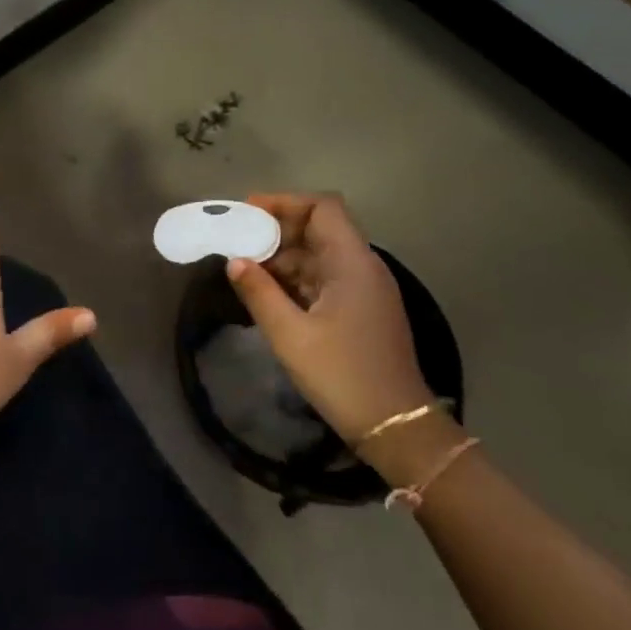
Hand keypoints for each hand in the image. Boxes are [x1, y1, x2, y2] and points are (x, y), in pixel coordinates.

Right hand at [225, 193, 432, 446]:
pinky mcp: (361, 310)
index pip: (323, 208)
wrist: (396, 427)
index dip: (284, 202)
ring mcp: (364, 290)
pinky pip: (324, 279)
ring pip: (319, 255)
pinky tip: (267, 294)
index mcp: (352, 263)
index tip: (246, 213)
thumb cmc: (342, 375)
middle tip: (236, 243)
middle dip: (276, 231)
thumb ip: (259, 293)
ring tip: (244, 270)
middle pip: (319, 229)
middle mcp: (363, 267)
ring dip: (282, 257)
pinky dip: (295, 279)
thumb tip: (234, 261)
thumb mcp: (290, 336)